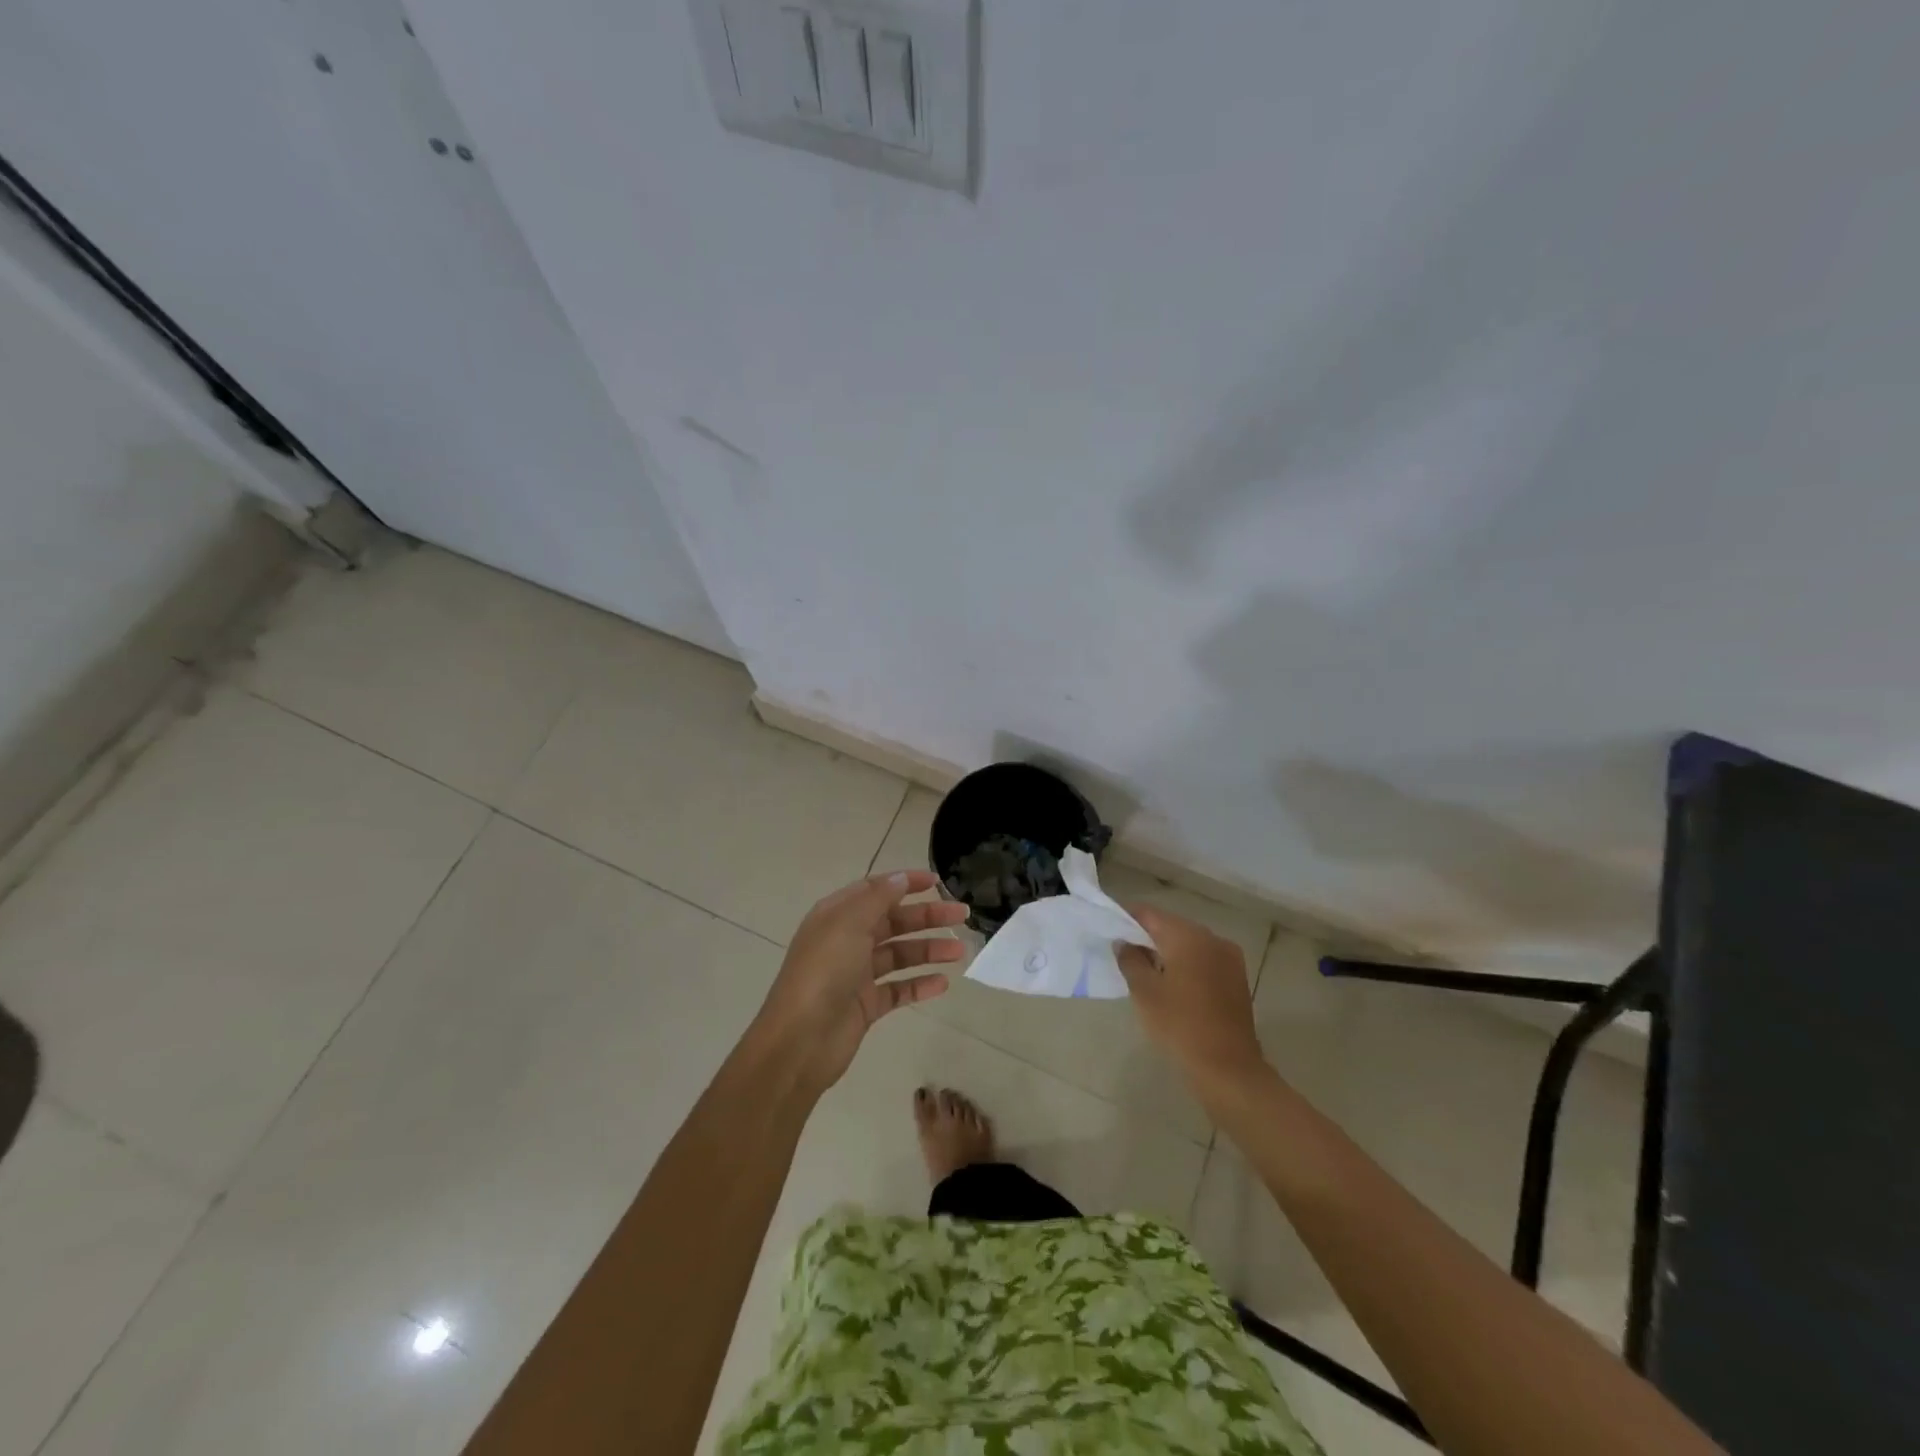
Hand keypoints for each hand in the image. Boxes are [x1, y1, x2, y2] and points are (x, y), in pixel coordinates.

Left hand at [748, 870, 968, 1095]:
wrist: (800, 1041)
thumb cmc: (823, 972)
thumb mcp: (849, 924)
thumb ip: (878, 898)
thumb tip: (900, 878)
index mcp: (837, 916)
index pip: (875, 890)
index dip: (905, 883)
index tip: (937, 882)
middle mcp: (847, 941)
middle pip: (893, 922)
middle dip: (927, 917)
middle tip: (962, 916)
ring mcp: (856, 974)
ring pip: (899, 955)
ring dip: (929, 950)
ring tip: (959, 952)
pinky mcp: (866, 1005)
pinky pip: (898, 989)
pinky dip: (920, 985)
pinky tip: (942, 984)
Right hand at [1117, 904, 1266, 1091]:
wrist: (1228, 1067)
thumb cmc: (1180, 1025)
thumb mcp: (1144, 992)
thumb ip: (1130, 960)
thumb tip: (1124, 943)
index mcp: (1188, 936)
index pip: (1150, 914)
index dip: (1127, 918)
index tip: (1109, 929)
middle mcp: (1211, 938)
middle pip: (1171, 926)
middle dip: (1147, 936)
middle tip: (1124, 953)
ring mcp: (1229, 958)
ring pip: (1189, 944)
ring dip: (1167, 951)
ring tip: (1145, 971)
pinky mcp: (1237, 978)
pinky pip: (1204, 959)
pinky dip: (1186, 964)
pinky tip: (1172, 985)